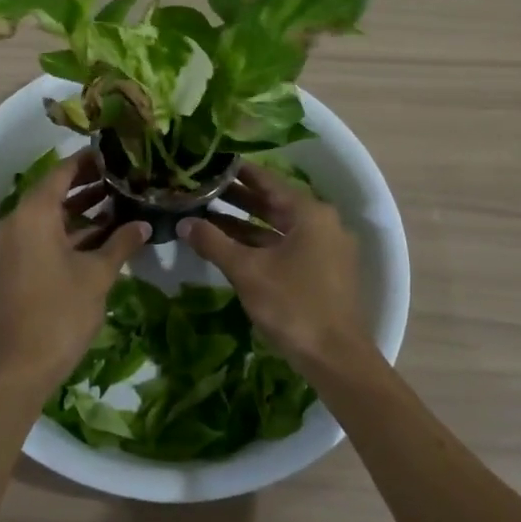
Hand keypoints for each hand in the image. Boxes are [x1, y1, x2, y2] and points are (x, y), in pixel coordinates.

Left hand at [0, 151, 149, 388]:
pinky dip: (70, 232)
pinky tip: (102, 235)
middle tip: (125, 176)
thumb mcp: (97, 275)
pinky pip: (44, 237)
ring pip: (51, 216)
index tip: (117, 153)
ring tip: (121, 201)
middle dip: (89, 184)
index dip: (89, 161)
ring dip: (82, 209)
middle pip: (55, 192)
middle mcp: (17, 222)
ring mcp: (14, 246)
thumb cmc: (59, 313)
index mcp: (33, 214)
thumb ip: (121, 243)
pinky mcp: (16, 267)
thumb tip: (143, 224)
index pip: (62, 172)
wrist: (18, 367)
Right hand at [177, 165, 375, 377]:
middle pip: (274, 203)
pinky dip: (260, 243)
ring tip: (208, 215)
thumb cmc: (293, 306)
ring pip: (278, 227)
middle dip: (238, 198)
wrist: (336, 358)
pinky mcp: (322, 271)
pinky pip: (286, 246)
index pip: (268, 181)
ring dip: (245, 223)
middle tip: (202, 188)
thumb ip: (214, 242)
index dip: (238, 172)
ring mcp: (325, 248)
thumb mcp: (247, 271)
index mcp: (310, 213)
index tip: (211, 163)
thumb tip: (184, 222)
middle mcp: (322, 223)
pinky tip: (231, 246)